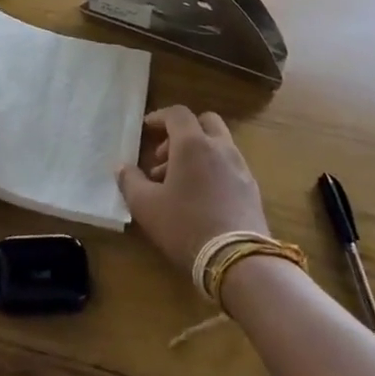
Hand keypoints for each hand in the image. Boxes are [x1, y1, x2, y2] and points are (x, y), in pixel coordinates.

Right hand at [117, 106, 268, 272]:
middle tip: (164, 157)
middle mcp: (220, 148)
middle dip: (183, 133)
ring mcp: (240, 167)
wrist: (238, 261)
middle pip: (205, 122)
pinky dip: (213, 170)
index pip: (177, 114)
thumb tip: (122, 167)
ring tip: (178, 184)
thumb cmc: (185, 225)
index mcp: (193, 144)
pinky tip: (201, 198)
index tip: (146, 129)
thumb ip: (130, 181)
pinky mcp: (252, 189)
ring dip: (197, 154)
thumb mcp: (146, 206)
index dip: (159, 117)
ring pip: (218, 145)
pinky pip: (229, 166)